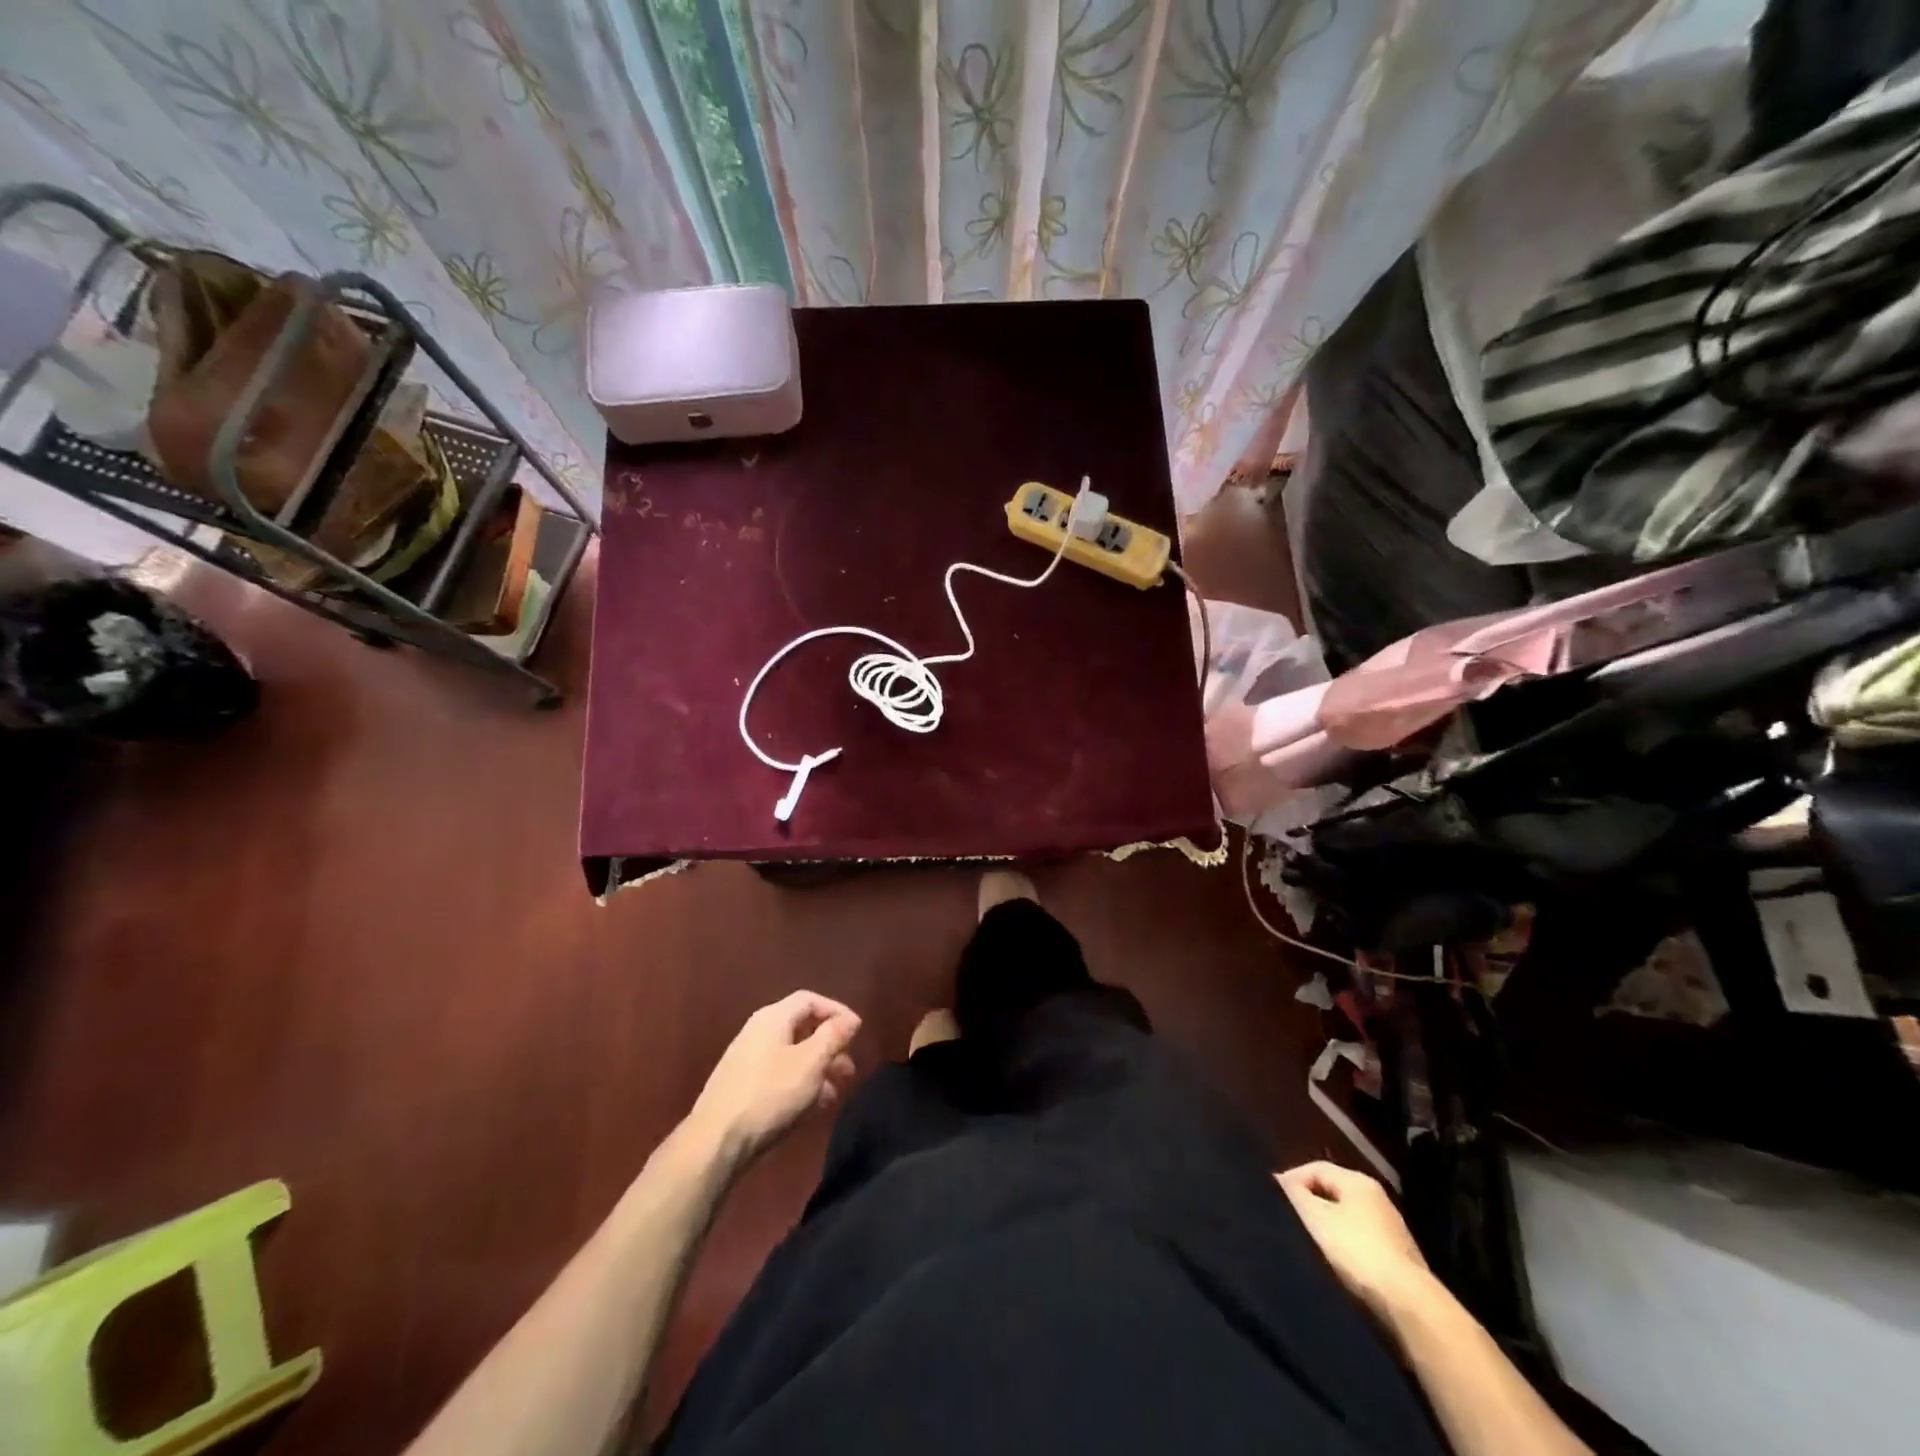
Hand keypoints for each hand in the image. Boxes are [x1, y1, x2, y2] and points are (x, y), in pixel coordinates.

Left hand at [688, 991, 859, 1164]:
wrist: (716, 1141)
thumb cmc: (770, 1094)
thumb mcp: (811, 1062)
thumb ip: (833, 1036)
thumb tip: (850, 1019)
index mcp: (773, 1018)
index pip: (810, 1000)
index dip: (837, 1011)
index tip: (858, 1032)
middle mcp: (758, 1032)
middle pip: (801, 1028)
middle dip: (829, 1045)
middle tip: (849, 1067)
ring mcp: (747, 1060)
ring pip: (791, 1055)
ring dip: (817, 1068)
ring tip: (835, 1091)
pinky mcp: (742, 1087)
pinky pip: (779, 1075)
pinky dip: (800, 1083)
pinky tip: (812, 1106)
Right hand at [1277, 1161, 1430, 1317]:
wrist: (1409, 1305)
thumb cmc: (1356, 1251)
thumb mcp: (1316, 1218)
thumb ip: (1295, 1194)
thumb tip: (1281, 1180)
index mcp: (1358, 1181)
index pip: (1316, 1167)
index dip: (1292, 1179)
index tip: (1274, 1199)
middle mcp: (1378, 1198)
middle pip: (1333, 1192)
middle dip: (1310, 1203)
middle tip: (1289, 1219)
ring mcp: (1392, 1229)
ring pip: (1348, 1218)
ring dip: (1327, 1227)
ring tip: (1308, 1242)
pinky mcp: (1399, 1259)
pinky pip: (1361, 1241)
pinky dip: (1345, 1246)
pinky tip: (1335, 1263)